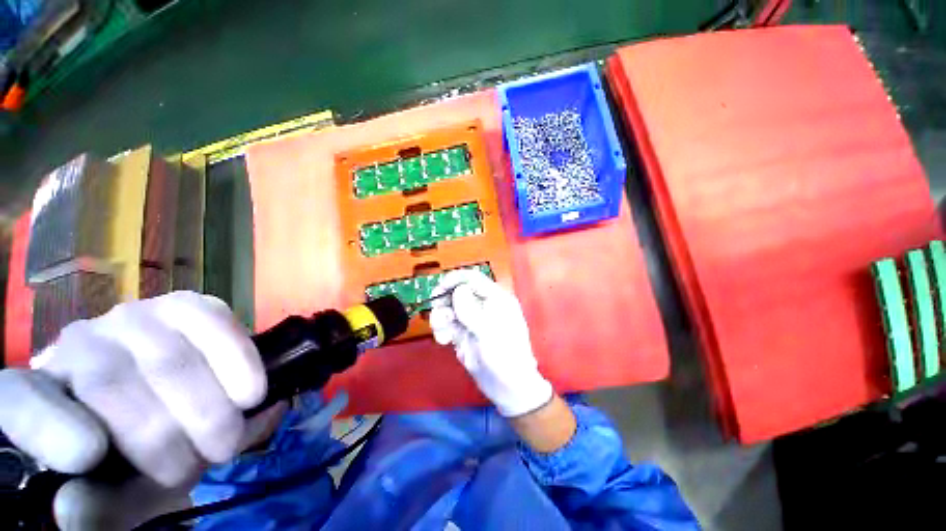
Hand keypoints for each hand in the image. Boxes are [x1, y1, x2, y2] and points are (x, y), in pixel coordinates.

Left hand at [0, 291, 266, 528]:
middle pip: (112, 382)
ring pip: (170, 358)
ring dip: (210, 408)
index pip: (22, 401)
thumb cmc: (137, 460)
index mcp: (40, 397)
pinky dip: (239, 361)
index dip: (48, 425)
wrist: (179, 410)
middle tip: (206, 464)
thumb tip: (76, 505)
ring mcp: (134, 317)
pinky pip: (214, 323)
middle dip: (168, 433)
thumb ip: (95, 509)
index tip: (87, 455)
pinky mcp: (187, 305)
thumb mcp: (116, 497)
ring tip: (229, 439)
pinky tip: (251, 394)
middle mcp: (77, 345)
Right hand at [429, 270, 551, 416]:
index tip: (438, 290)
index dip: (455, 280)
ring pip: (450, 307)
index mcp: (496, 299)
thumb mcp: (488, 333)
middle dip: (444, 301)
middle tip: (438, 315)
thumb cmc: (504, 358)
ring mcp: (473, 319)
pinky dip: (442, 328)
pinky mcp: (464, 333)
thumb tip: (458, 289)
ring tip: (442, 334)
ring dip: (441, 317)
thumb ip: (471, 310)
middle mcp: (483, 305)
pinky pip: (448, 323)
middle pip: (457, 291)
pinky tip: (443, 341)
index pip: (473, 278)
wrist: (508, 389)